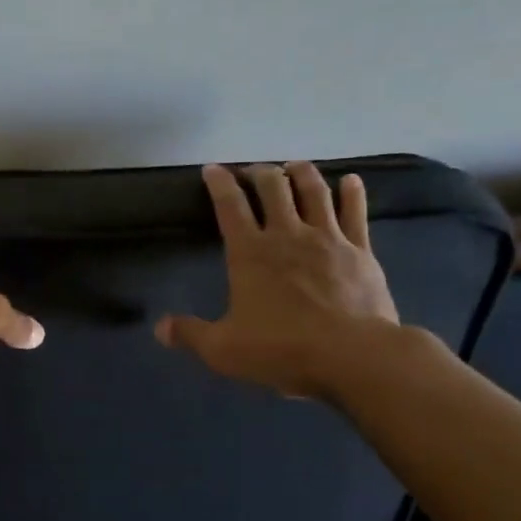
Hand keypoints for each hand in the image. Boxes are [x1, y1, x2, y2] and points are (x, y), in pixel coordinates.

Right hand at [156, 162, 399, 401]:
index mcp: (250, 253)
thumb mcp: (223, 349)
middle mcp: (287, 235)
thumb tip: (160, 328)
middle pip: (272, 188)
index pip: (230, 206)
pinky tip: (350, 180)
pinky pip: (355, 212)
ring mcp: (327, 238)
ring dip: (301, 173)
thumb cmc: (282, 349)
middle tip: (253, 170)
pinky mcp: (360, 250)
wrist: (352, 354)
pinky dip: (352, 193)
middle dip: (259, 172)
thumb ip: (190, 334)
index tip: (212, 168)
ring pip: (314, 191)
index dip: (219, 183)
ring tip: (294, 166)